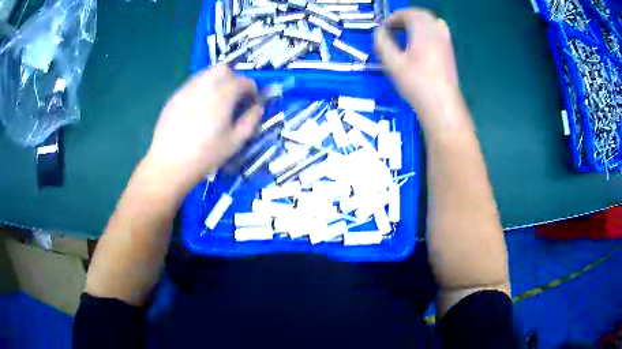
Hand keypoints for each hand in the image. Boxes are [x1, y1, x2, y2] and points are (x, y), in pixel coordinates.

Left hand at [145, 66, 261, 190]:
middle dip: (233, 78)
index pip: (244, 81)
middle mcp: (205, 84)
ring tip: (217, 102)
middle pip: (224, 69)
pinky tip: (198, 109)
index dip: (252, 90)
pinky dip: (201, 89)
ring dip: (217, 81)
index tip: (252, 102)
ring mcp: (187, 88)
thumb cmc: (205, 155)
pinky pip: (193, 84)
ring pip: (206, 73)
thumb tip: (257, 108)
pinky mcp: (175, 96)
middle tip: (234, 97)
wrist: (169, 164)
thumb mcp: (234, 142)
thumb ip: (250, 121)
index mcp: (223, 94)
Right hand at [374, 9, 464, 132]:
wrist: (441, 104)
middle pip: (421, 14)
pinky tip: (421, 42)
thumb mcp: (392, 63)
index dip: (393, 18)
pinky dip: (427, 30)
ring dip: (417, 22)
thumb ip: (382, 42)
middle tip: (393, 28)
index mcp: (423, 31)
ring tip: (405, 33)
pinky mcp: (449, 51)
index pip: (407, 14)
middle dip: (405, 17)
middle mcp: (436, 31)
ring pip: (431, 21)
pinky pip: (438, 31)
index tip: (383, 28)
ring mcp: (446, 41)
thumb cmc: (416, 83)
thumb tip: (379, 31)